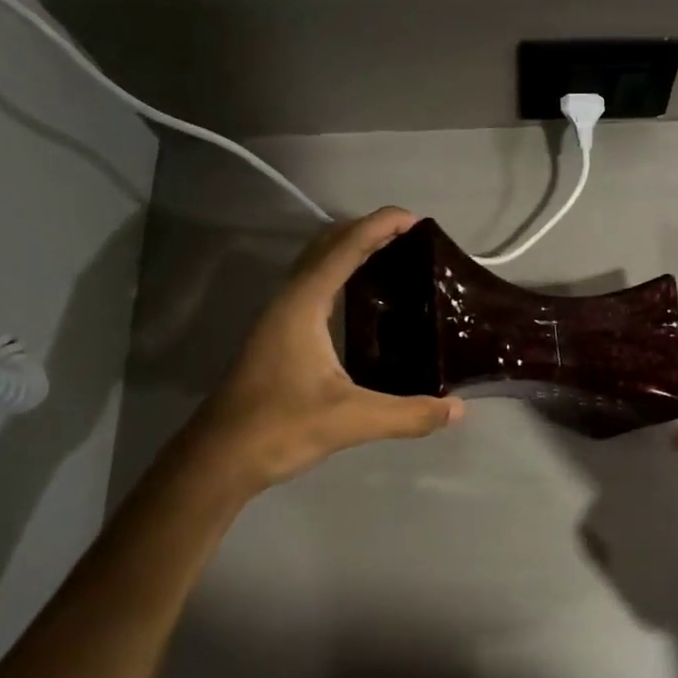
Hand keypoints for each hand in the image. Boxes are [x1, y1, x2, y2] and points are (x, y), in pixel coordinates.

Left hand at [180, 208, 462, 494]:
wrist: (219, 458)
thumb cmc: (280, 427)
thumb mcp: (351, 420)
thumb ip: (408, 414)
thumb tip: (457, 409)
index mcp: (303, 304)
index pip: (346, 248)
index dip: (380, 226)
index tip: (415, 219)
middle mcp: (288, 300)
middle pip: (327, 245)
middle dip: (366, 230)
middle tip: (410, 237)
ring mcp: (279, 317)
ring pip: (316, 265)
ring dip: (350, 250)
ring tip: (392, 258)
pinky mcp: (277, 336)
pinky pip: (313, 287)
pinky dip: (340, 275)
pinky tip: (362, 302)